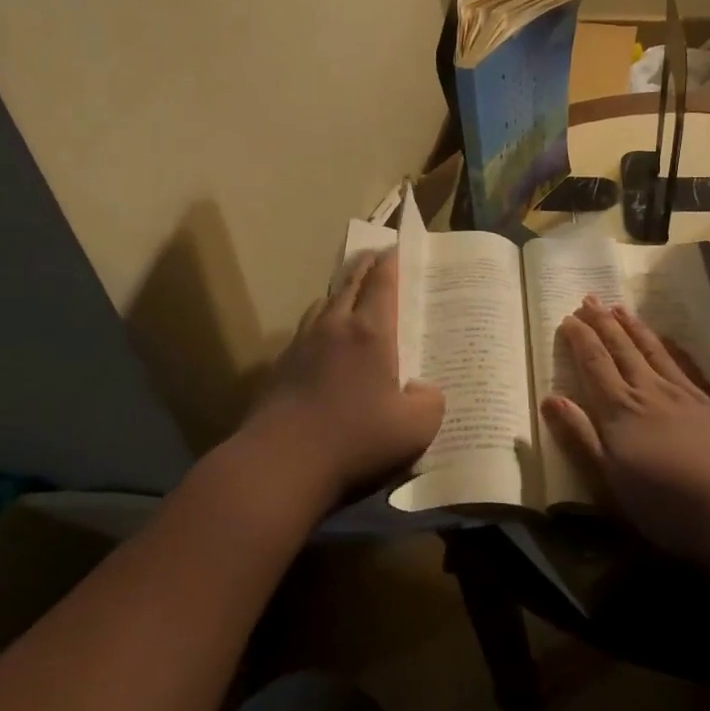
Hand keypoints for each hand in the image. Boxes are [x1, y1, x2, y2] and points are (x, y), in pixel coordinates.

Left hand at [241, 249, 444, 510]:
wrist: (280, 463)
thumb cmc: (354, 440)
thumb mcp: (414, 429)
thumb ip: (430, 402)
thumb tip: (424, 389)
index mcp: (369, 332)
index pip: (382, 283)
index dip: (391, 262)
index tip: (397, 247)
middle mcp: (334, 327)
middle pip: (350, 283)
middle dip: (365, 266)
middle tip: (376, 256)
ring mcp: (302, 344)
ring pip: (323, 303)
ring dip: (339, 292)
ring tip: (349, 294)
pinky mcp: (281, 366)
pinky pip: (306, 330)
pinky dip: (320, 323)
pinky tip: (323, 342)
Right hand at [543, 297, 709, 563]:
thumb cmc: (662, 501)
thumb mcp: (607, 478)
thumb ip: (578, 435)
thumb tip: (549, 398)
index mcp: (618, 409)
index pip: (594, 363)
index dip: (579, 339)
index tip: (568, 318)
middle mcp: (646, 390)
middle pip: (620, 348)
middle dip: (602, 322)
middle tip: (589, 298)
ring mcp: (679, 392)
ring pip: (650, 348)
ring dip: (631, 326)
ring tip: (619, 307)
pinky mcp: (706, 401)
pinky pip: (681, 362)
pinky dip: (668, 345)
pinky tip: (665, 339)